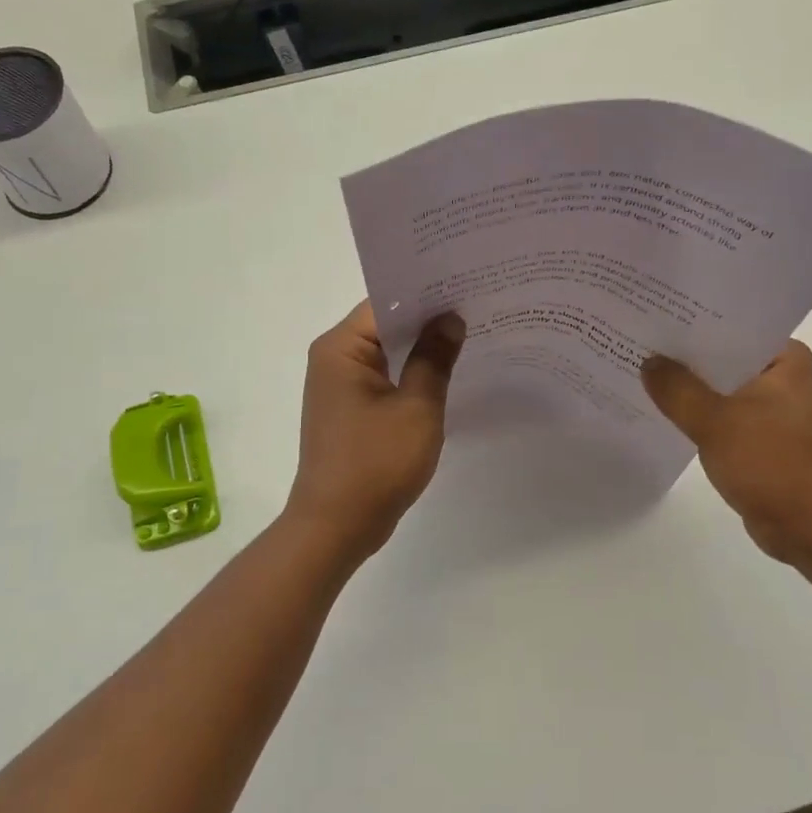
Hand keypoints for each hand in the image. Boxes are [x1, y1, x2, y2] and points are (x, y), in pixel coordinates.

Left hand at [285, 302, 466, 560]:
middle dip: (428, 319)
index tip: (466, 286)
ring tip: (470, 334)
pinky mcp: (349, 409)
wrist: (336, 526)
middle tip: (477, 306)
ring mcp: (339, 385)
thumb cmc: (376, 463)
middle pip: (385, 324)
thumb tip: (450, 318)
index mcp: (341, 347)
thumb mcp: (417, 407)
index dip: (426, 294)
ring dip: (421, 348)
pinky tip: (446, 373)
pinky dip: (410, 373)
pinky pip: (383, 377)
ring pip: (386, 352)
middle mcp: (333, 358)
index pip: (385, 302)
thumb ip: (435, 358)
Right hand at [642, 340, 811, 571]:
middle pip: (720, 355)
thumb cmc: (774, 466)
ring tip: (637, 367)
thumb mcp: (717, 423)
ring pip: (717, 386)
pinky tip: (658, 408)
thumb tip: (648, 361)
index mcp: (784, 358)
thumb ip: (677, 389)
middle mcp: (779, 376)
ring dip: (685, 385)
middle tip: (634, 337)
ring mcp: (769, 408)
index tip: (650, 311)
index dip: (689, 319)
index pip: (730, 325)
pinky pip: (718, 413)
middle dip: (680, 353)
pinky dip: (694, 412)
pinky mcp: (758, 436)